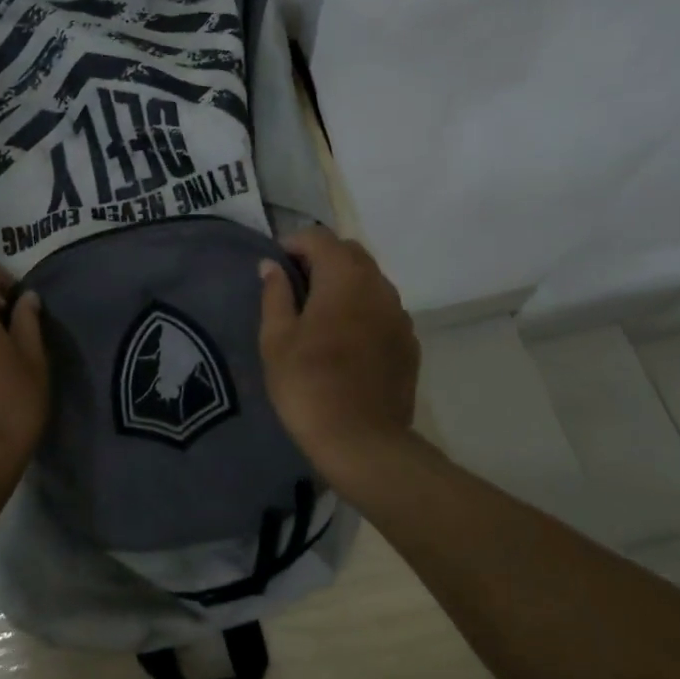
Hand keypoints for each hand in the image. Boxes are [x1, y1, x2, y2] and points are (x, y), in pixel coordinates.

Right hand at [258, 227, 419, 488]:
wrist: (362, 440)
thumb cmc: (308, 385)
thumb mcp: (276, 339)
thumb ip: (275, 294)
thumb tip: (271, 266)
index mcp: (344, 278)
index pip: (320, 238)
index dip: (293, 244)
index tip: (275, 265)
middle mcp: (378, 286)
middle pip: (350, 253)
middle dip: (321, 259)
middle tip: (295, 286)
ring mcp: (399, 314)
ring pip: (370, 281)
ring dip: (345, 283)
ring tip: (319, 313)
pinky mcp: (409, 342)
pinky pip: (383, 309)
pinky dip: (363, 309)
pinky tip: (345, 339)